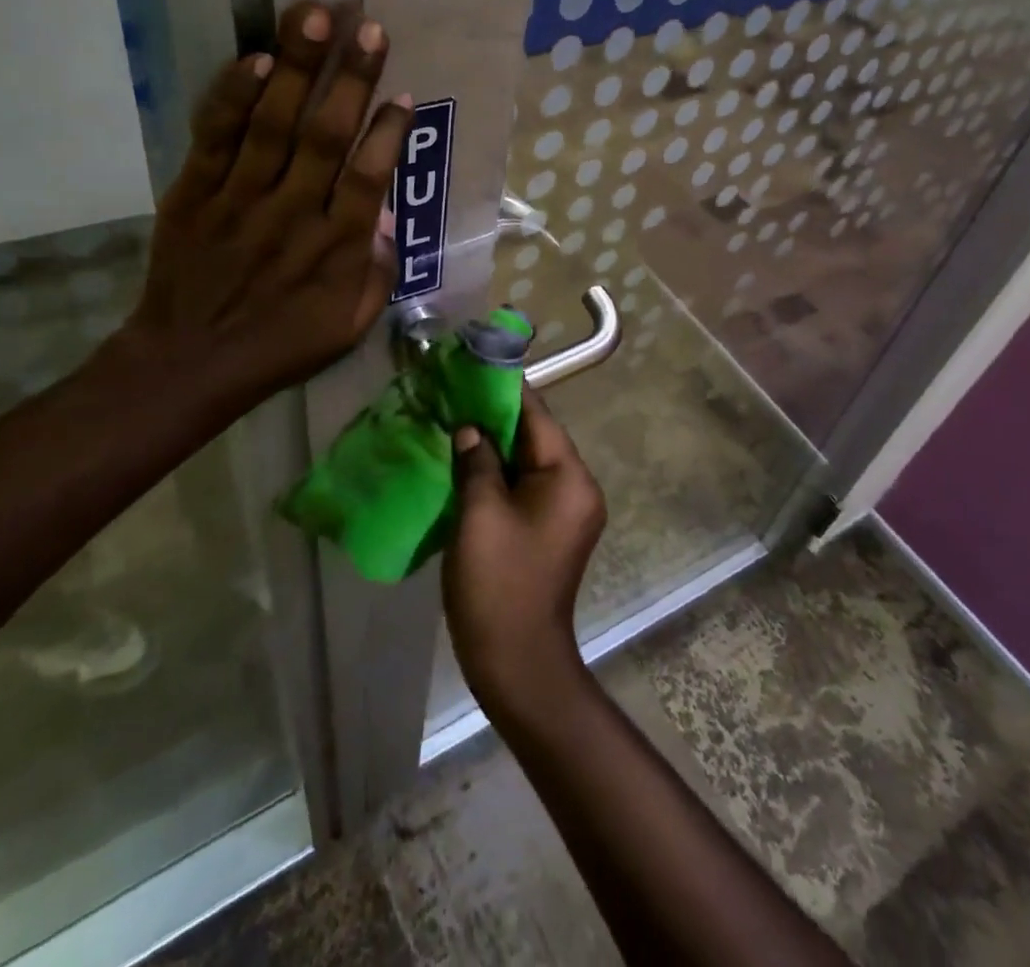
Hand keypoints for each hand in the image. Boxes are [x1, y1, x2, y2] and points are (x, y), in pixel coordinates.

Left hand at [119, 0, 410, 417]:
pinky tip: (253, 59)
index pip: (368, 177)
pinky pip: (216, 138)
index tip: (403, 95)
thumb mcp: (348, 329)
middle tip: (368, 27)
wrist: (188, 363)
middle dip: (350, 79)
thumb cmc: (279, 347)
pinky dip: (233, 98)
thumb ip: (376, 277)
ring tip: (314, 14)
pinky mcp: (194, 193)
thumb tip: (385, 220)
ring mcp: (239, 200)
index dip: (388, 133)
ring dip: (295, 68)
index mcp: (334, 249)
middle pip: (325, 136)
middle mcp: (292, 214)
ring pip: (272, 124)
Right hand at [444, 390, 606, 718]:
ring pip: (526, 462)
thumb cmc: (498, 583)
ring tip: (452, 421)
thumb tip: (470, 429)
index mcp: (569, 478)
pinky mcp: (549, 529)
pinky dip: (497, 474)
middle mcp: (577, 487)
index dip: (504, 390)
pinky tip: (464, 464)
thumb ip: (476, 461)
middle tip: (453, 394)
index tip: (471, 367)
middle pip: (534, 437)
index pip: (538, 416)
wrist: (516, 663)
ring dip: (493, 446)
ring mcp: (565, 511)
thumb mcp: (480, 514)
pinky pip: (524, 486)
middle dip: (494, 417)